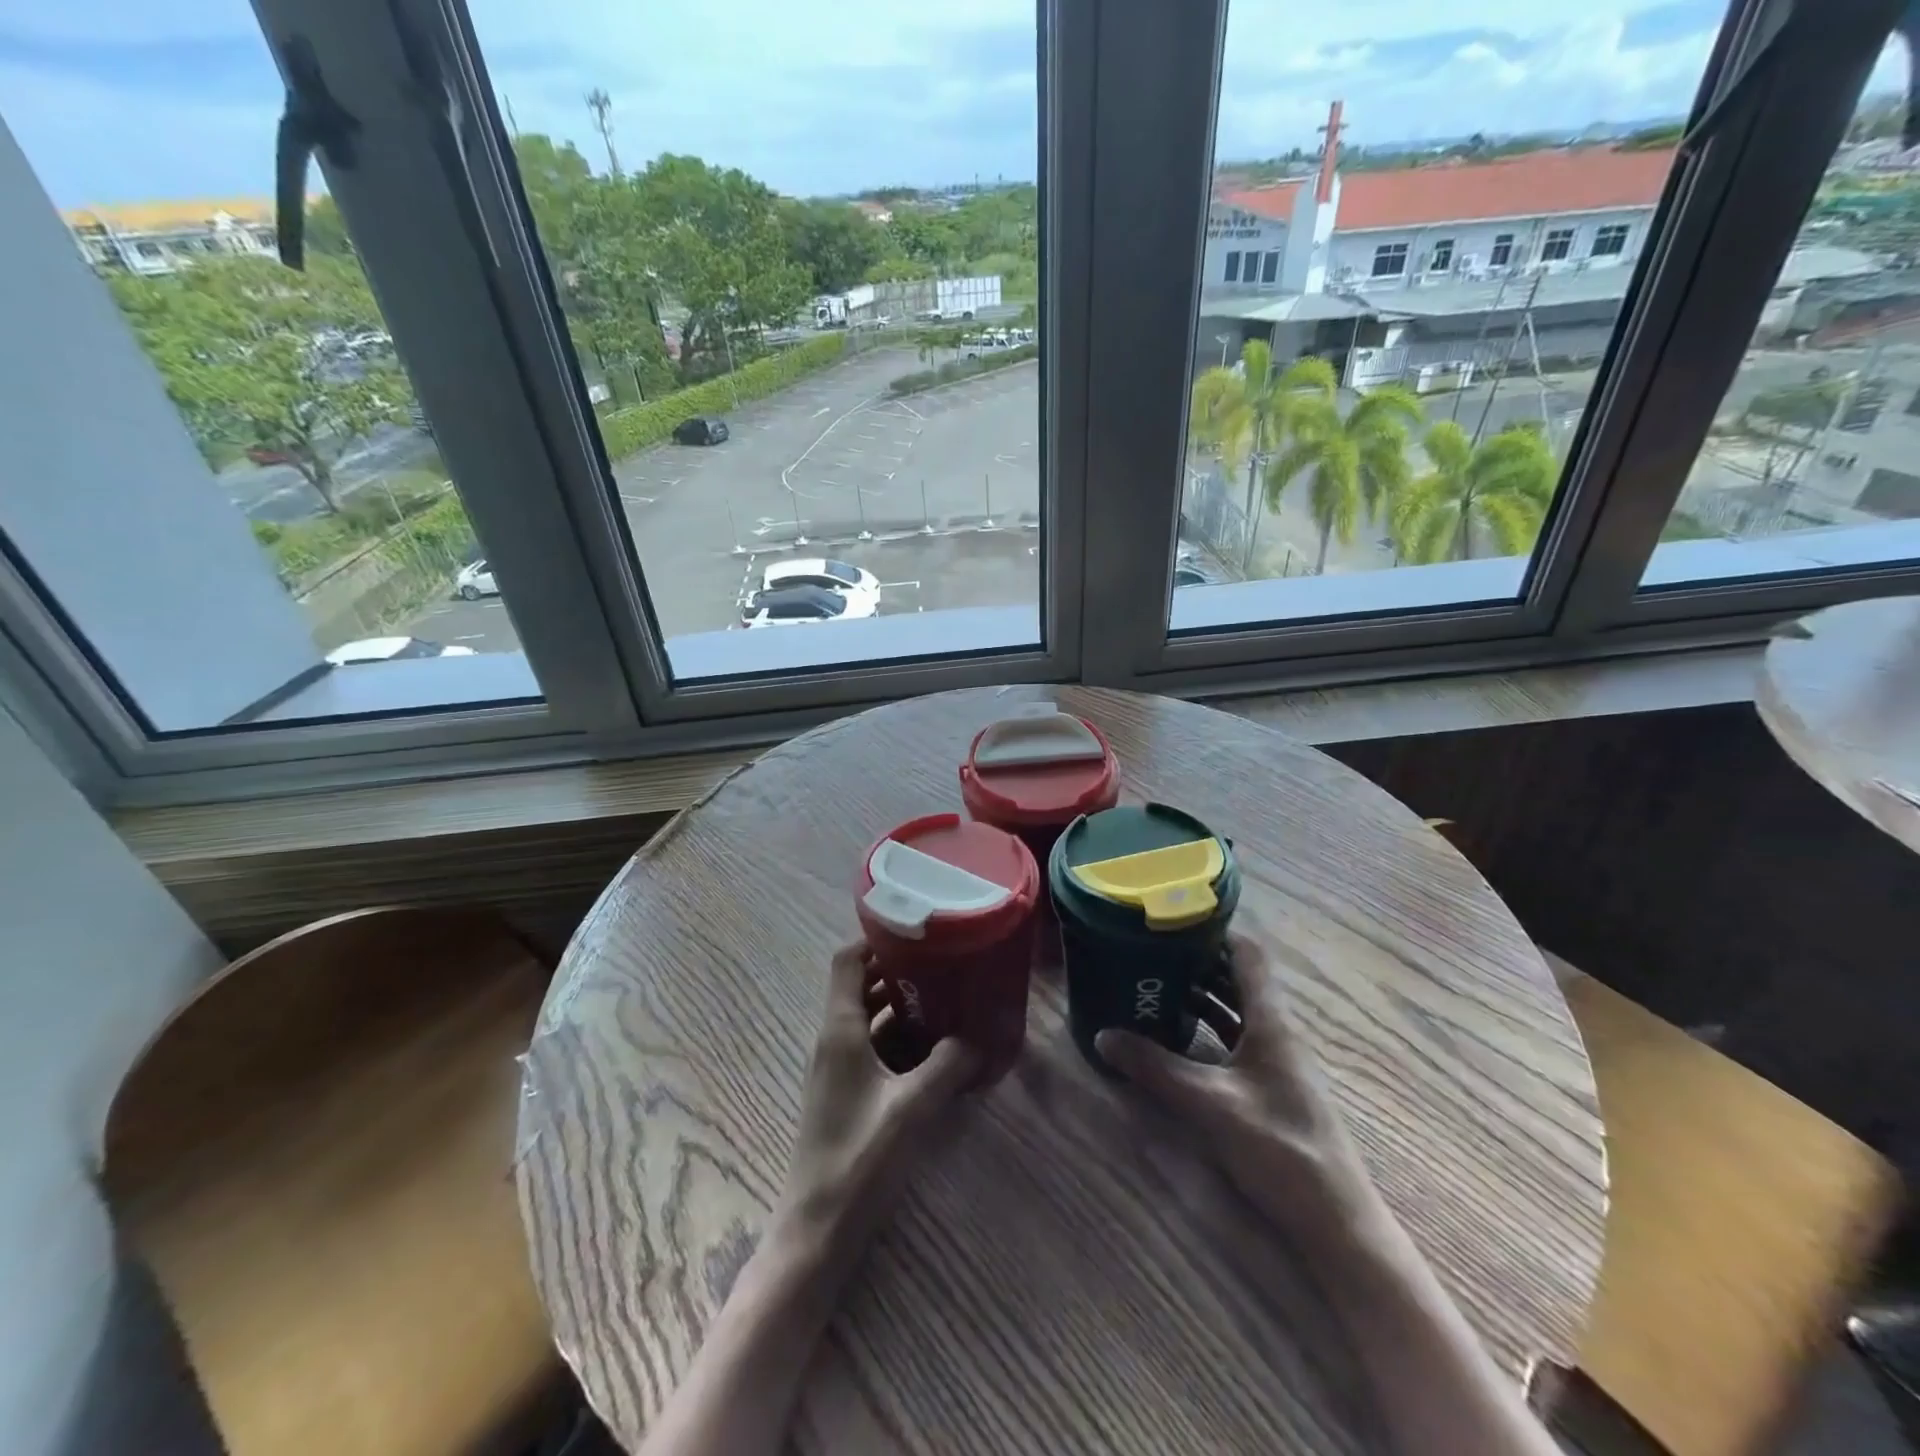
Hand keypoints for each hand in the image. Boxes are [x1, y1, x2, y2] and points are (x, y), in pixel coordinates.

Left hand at [775, 943, 981, 1256]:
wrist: (817, 1227)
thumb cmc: (860, 1158)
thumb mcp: (913, 1108)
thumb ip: (949, 1066)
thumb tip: (980, 1037)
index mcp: (840, 1029)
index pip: (848, 961)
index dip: (876, 938)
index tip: (916, 928)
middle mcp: (833, 1038)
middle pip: (861, 984)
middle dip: (899, 969)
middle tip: (944, 961)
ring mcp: (837, 1066)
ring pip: (868, 1017)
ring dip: (901, 1004)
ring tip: (946, 997)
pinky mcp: (845, 1091)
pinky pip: (872, 1046)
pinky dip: (898, 1037)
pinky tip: (933, 1049)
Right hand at [1096, 929, 1382, 1242]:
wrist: (1335, 1221)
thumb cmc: (1280, 1148)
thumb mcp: (1210, 1104)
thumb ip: (1156, 1069)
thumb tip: (1102, 1035)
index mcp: (1270, 1021)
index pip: (1247, 954)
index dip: (1213, 931)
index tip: (1169, 921)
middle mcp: (1275, 1030)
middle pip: (1237, 977)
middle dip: (1195, 961)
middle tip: (1149, 951)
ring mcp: (1275, 1059)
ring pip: (1234, 1008)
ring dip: (1199, 994)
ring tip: (1153, 985)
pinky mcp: (1269, 1085)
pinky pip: (1234, 1038)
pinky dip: (1206, 1027)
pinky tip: (1175, 1036)